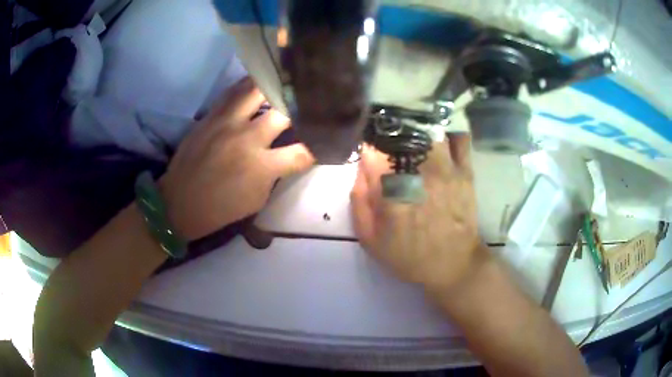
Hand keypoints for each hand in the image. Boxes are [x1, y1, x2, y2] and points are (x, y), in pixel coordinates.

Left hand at [160, 77, 314, 240]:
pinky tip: (259, 82)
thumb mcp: (257, 199)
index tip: (324, 141)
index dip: (318, 147)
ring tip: (286, 81)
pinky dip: (249, 85)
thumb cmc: (220, 208)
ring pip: (257, 90)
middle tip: (309, 103)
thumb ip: (275, 173)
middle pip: (284, 112)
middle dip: (300, 108)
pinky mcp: (212, 115)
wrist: (179, 202)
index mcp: (261, 166)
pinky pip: (234, 91)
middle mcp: (247, 138)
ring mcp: (228, 122)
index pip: (302, 151)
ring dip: (275, 86)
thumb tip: (287, 155)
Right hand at [350, 134, 485, 292]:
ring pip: (429, 129)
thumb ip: (359, 200)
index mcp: (390, 189)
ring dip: (418, 128)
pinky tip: (441, 138)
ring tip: (413, 135)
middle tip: (390, 139)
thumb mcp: (370, 239)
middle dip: (392, 131)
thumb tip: (361, 166)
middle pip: (401, 132)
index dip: (369, 145)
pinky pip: (459, 139)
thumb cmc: (408, 255)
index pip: (373, 148)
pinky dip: (449, 133)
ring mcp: (445, 168)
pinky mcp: (464, 171)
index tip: (369, 149)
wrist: (453, 265)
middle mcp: (418, 171)